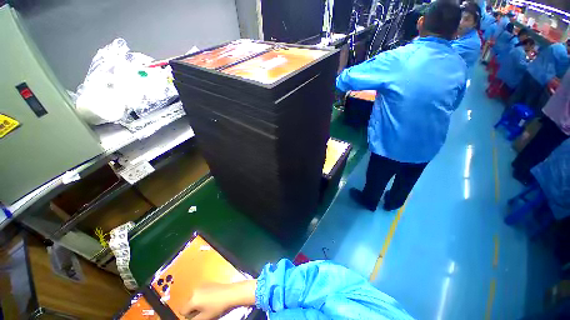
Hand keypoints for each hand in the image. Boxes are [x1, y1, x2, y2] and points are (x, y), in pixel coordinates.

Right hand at [180, 280, 256, 319]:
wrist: (230, 293)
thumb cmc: (218, 306)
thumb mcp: (204, 317)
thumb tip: (189, 318)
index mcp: (192, 299)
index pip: (182, 311)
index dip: (189, 316)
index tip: (197, 316)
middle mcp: (194, 290)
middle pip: (187, 303)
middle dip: (193, 308)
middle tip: (203, 311)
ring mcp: (201, 285)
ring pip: (193, 297)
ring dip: (197, 302)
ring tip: (208, 304)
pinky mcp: (207, 282)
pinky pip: (199, 292)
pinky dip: (202, 296)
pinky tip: (211, 298)